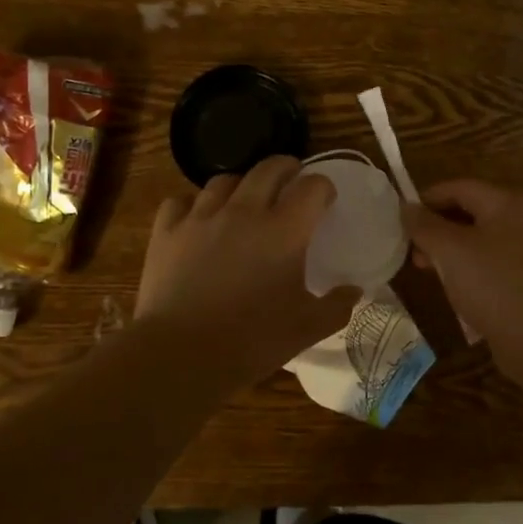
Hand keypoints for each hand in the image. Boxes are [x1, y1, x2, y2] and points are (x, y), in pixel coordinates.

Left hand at [135, 156, 356, 379]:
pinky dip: (193, 205)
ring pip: (224, 180)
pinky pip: (181, 201)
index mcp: (284, 230)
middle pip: (269, 168)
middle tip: (292, 183)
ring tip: (245, 200)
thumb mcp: (307, 328)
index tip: (325, 201)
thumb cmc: (253, 340)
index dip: (324, 188)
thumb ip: (337, 306)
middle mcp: (244, 212)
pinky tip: (198, 220)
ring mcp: (201, 217)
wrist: (182, 355)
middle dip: (287, 169)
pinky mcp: (167, 231)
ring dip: (242, 185)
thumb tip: (355, 290)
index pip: (312, 186)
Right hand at [402, 180, 522, 347]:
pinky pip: (496, 266)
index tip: (402, 218)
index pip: (461, 188)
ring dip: (453, 252)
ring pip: (484, 242)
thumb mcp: (449, 249)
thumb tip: (407, 208)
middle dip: (439, 229)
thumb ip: (424, 225)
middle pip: (474, 213)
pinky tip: (457, 290)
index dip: (428, 199)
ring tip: (429, 271)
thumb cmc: (493, 282)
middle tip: (413, 250)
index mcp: (510, 203)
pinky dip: (472, 270)